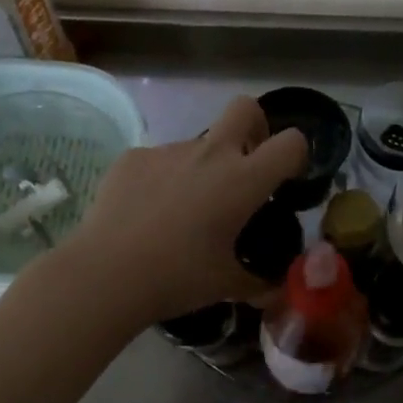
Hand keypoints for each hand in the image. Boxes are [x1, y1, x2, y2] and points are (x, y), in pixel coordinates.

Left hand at [53, 96, 309, 325]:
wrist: (106, 274)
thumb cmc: (178, 277)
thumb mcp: (227, 285)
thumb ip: (259, 284)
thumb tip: (277, 294)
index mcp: (243, 180)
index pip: (291, 142)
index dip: (296, 154)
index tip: (284, 180)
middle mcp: (210, 153)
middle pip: (245, 108)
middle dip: (254, 126)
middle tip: (245, 164)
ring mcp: (168, 151)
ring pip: (198, 142)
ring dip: (203, 165)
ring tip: (183, 210)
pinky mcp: (133, 158)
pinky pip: (160, 160)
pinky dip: (163, 179)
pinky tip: (147, 212)